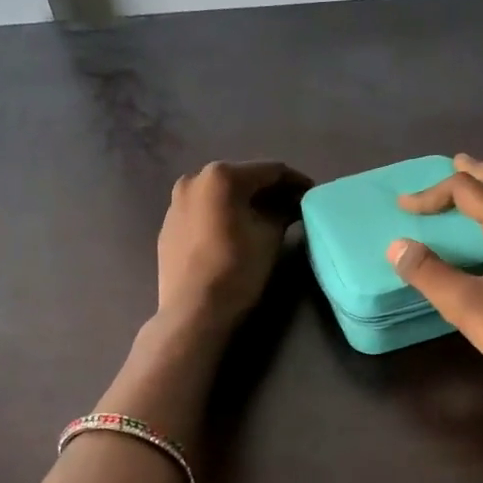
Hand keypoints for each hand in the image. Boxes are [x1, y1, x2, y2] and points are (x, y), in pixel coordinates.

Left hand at [157, 160, 312, 334]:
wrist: (193, 311)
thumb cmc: (237, 268)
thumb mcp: (270, 236)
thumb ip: (283, 212)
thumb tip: (289, 205)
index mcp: (221, 176)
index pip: (270, 170)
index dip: (296, 181)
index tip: (313, 193)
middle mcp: (194, 180)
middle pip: (242, 179)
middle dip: (269, 191)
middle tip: (292, 207)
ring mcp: (176, 203)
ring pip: (220, 196)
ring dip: (244, 203)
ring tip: (265, 220)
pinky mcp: (169, 227)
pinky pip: (203, 213)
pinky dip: (222, 216)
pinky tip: (235, 233)